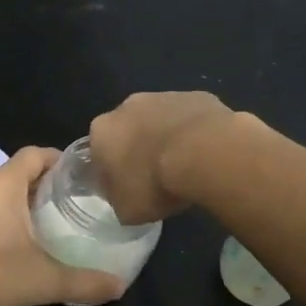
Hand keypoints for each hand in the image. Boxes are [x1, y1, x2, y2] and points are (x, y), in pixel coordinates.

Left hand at [0, 147, 125, 305]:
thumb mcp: (45, 280)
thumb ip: (84, 282)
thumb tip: (119, 286)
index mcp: (2, 184)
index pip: (34, 155)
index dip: (55, 159)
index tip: (72, 174)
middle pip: (11, 172)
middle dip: (34, 184)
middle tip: (56, 204)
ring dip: (7, 200)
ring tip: (28, 223)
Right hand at [89, 91, 236, 223]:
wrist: (203, 154)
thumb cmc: (155, 183)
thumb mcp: (126, 209)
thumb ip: (118, 198)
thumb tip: (124, 195)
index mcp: (102, 131)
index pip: (98, 151)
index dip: (112, 170)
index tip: (128, 188)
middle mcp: (127, 107)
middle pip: (129, 129)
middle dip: (139, 148)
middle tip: (156, 176)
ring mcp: (164, 96)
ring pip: (160, 119)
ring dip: (167, 137)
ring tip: (186, 166)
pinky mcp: (196, 96)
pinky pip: (190, 117)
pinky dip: (196, 132)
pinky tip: (207, 153)